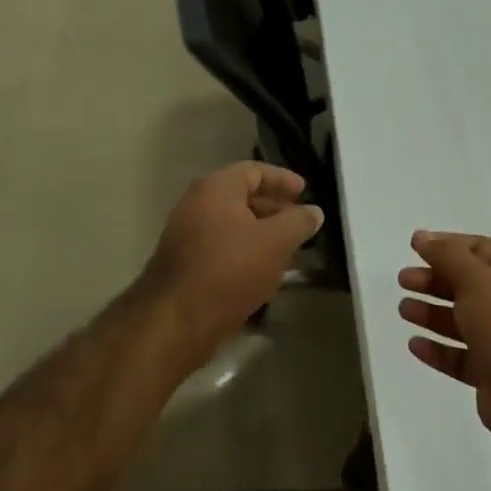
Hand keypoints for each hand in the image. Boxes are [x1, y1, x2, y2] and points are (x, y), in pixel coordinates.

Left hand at [139, 162, 323, 359]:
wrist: (177, 319)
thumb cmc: (230, 269)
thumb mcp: (276, 242)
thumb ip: (298, 222)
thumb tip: (314, 211)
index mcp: (215, 189)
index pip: (254, 171)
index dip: (282, 179)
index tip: (304, 192)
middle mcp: (195, 205)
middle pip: (240, 197)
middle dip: (273, 208)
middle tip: (298, 223)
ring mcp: (185, 236)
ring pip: (231, 225)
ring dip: (259, 233)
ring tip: (286, 250)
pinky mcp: (183, 265)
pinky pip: (220, 248)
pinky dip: (243, 252)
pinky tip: (261, 273)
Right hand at [397, 231, 490, 442]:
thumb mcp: (476, 280)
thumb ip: (447, 256)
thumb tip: (421, 236)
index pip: (479, 249)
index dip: (447, 245)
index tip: (414, 247)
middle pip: (467, 285)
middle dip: (434, 280)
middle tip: (403, 280)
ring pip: (461, 321)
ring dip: (431, 313)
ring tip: (403, 310)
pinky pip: (459, 356)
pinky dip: (437, 349)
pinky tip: (415, 345)